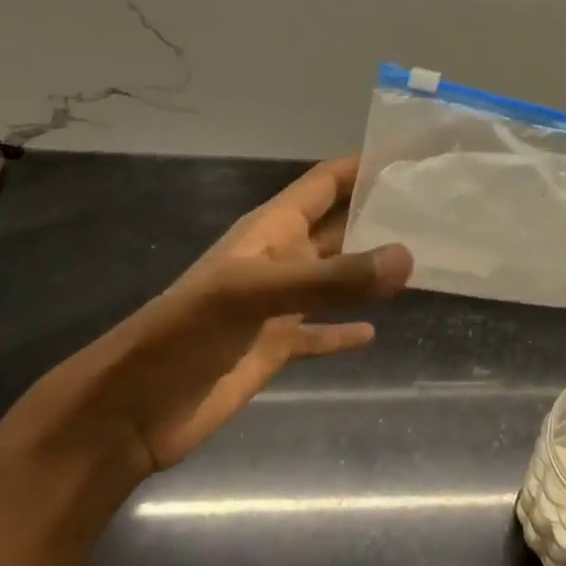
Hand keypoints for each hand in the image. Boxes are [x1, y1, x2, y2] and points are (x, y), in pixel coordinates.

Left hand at [27, 156, 411, 477]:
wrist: (132, 410)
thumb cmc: (187, 333)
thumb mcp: (256, 293)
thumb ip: (332, 279)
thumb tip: (408, 257)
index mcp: (271, 230)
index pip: (325, 182)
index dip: (362, 165)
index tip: (410, 155)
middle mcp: (281, 259)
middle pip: (338, 226)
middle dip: (378, 215)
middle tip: (433, 208)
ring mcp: (278, 305)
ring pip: (336, 278)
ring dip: (370, 271)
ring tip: (420, 261)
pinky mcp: (276, 346)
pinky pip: (320, 332)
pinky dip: (344, 331)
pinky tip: (373, 333)